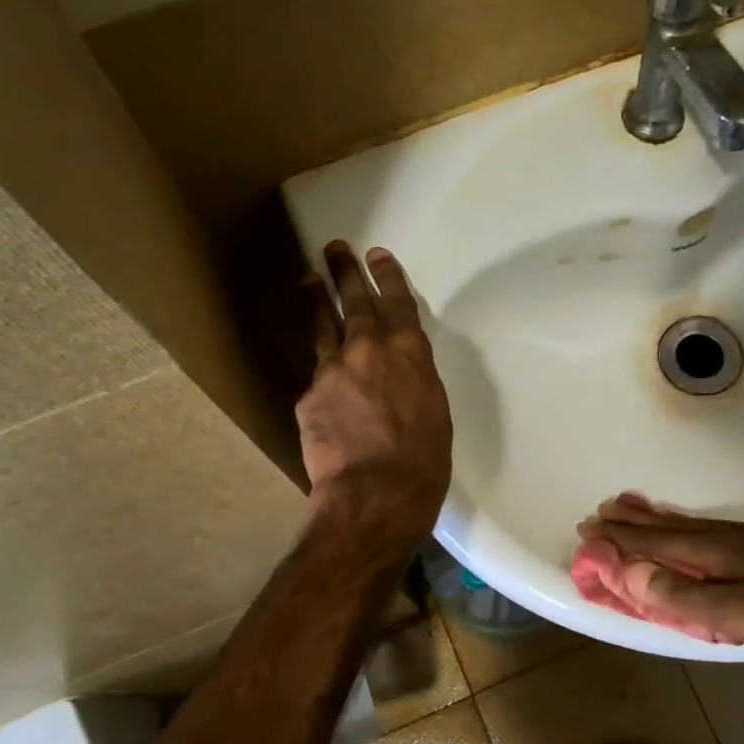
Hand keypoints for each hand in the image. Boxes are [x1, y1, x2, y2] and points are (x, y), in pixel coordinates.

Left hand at [298, 242, 452, 553]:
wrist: (376, 495)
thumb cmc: (423, 462)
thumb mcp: (434, 413)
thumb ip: (414, 381)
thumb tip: (399, 375)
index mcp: (410, 354)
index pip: (398, 303)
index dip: (388, 277)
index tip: (378, 256)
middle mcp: (369, 350)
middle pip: (355, 302)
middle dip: (347, 273)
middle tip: (336, 249)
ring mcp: (334, 370)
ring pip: (324, 327)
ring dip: (318, 301)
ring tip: (310, 280)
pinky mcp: (309, 396)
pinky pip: (318, 376)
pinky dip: (322, 371)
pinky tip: (322, 376)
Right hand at [573, 493, 743, 666]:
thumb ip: (688, 597)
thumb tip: (630, 573)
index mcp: (722, 552)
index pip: (658, 544)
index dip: (622, 540)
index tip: (588, 531)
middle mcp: (735, 538)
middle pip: (673, 529)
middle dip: (634, 523)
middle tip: (601, 511)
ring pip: (695, 527)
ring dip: (659, 520)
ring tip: (635, 509)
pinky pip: (716, 532)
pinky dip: (690, 527)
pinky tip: (698, 531)